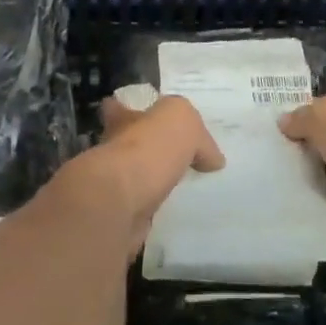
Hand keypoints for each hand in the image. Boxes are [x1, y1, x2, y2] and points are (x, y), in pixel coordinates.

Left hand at [79, 93, 224, 257]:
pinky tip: (181, 213)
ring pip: (138, 179)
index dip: (131, 111)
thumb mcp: (181, 120)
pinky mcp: (122, 217)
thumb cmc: (147, 149)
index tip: (148, 118)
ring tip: (188, 188)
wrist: (121, 203)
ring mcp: (115, 185)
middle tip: (181, 159)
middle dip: (148, 150)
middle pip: (130, 145)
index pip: (119, 108)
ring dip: (156, 183)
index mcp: (122, 120)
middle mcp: (113, 150)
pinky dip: (159, 211)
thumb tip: (212, 158)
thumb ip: (198, 134)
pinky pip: (145, 209)